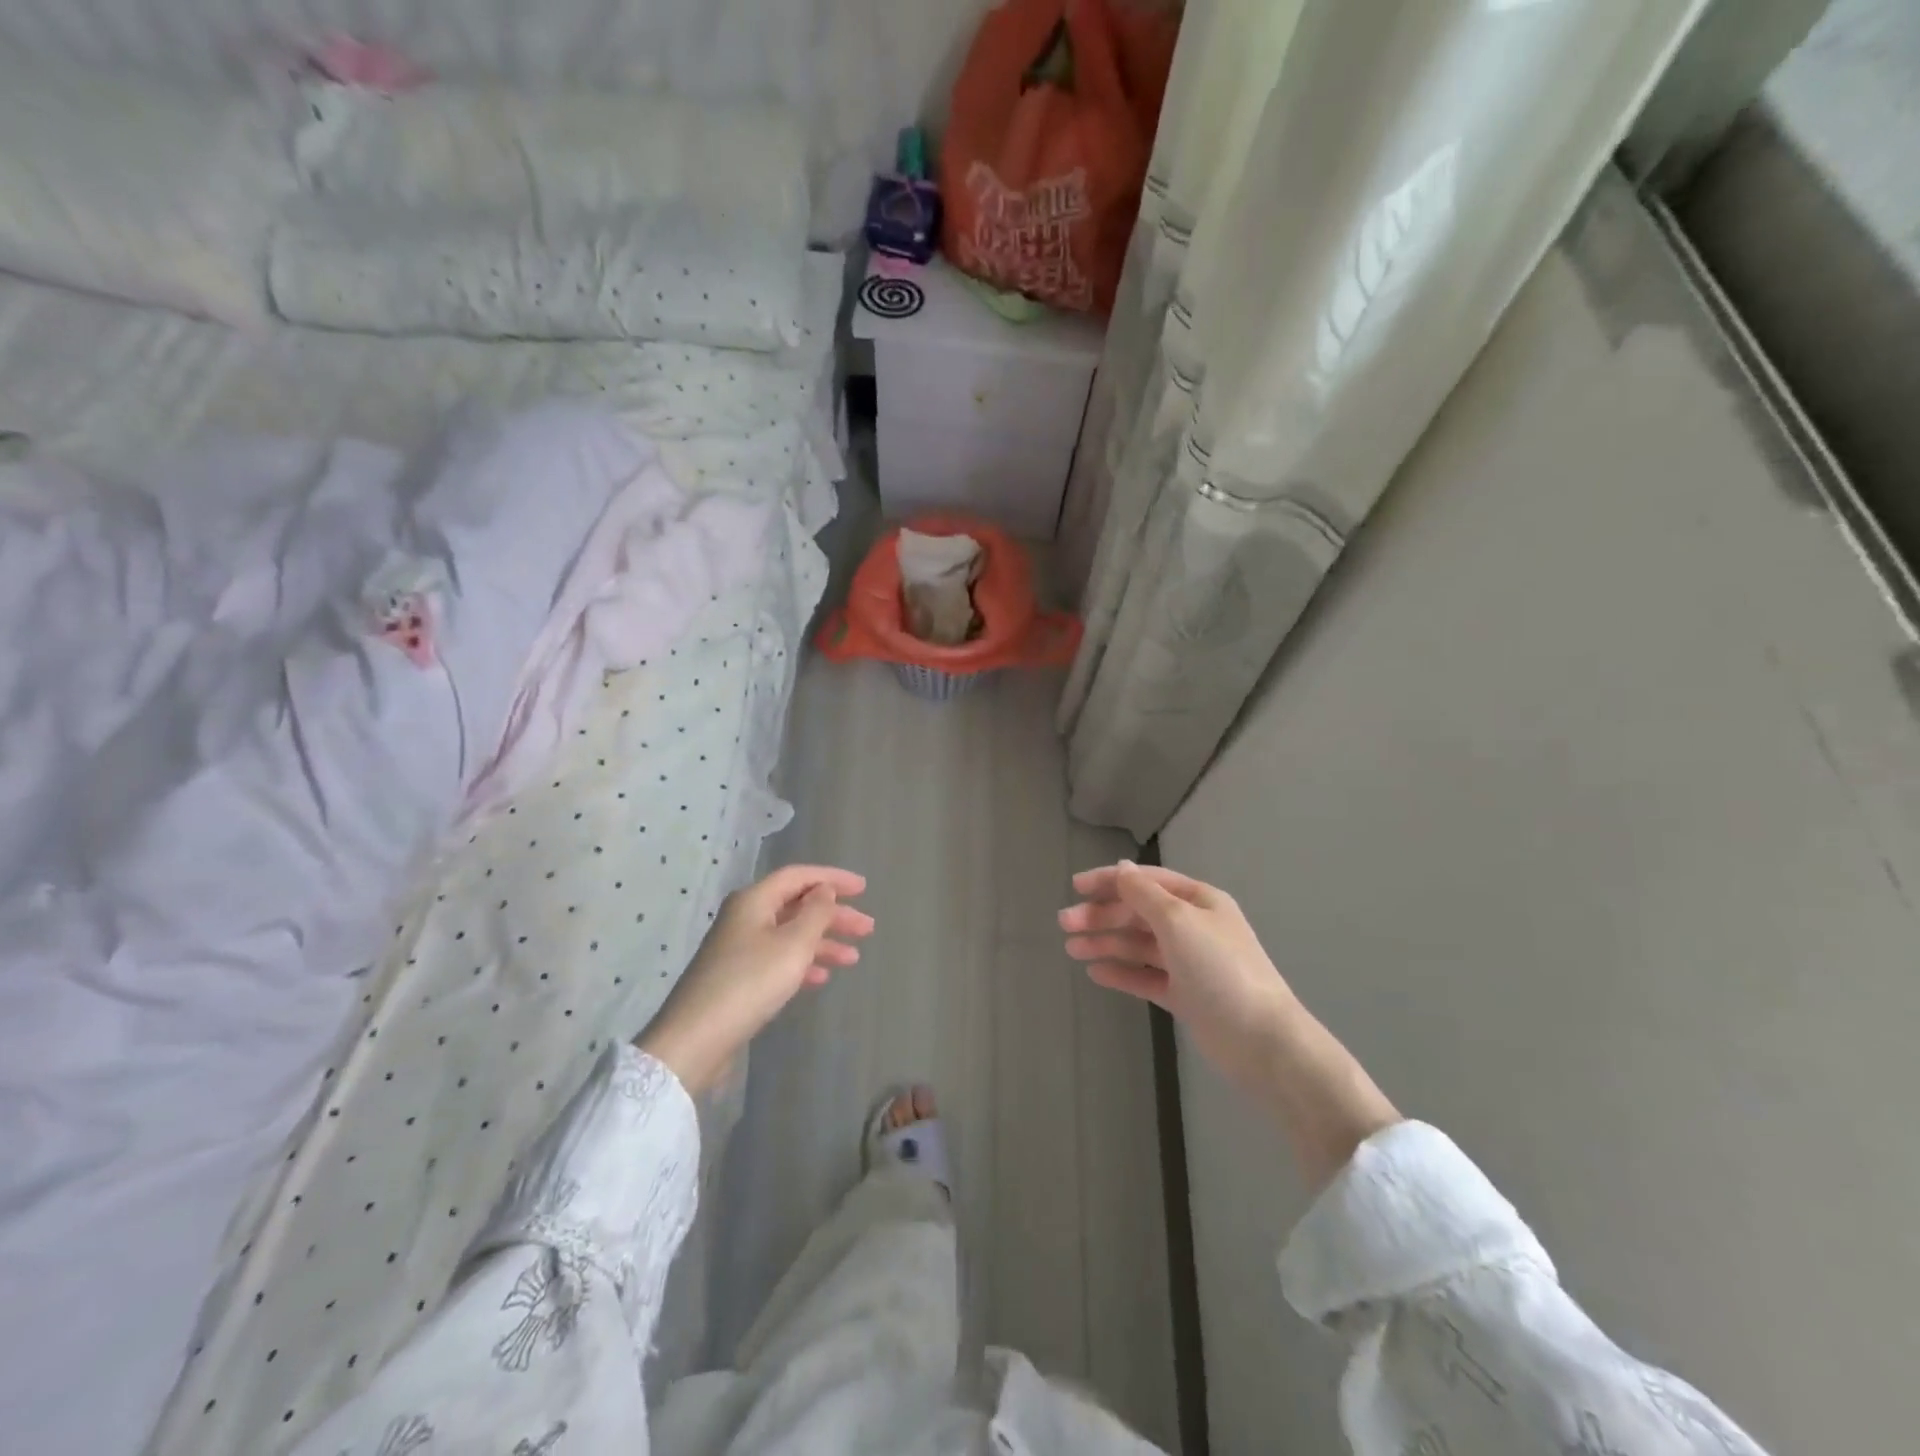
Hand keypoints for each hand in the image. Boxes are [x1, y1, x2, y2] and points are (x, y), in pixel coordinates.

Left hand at [637, 865, 873, 1093]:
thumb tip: (824, 890)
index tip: (864, 888)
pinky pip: (778, 959)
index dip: (833, 878)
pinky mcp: (737, 977)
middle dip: (834, 915)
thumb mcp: (793, 944)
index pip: (799, 876)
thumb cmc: (750, 982)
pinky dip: (802, 964)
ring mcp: (739, 948)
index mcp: (754, 900)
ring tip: (853, 959)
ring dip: (822, 942)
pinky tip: (821, 979)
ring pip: (790, 935)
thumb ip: (815, 912)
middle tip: (867, 928)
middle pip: (797, 906)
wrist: (695, 1039)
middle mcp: (745, 918)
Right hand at [1060, 862, 1297, 1097]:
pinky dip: (1121, 972)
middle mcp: (1193, 926)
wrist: (1261, 1040)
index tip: (1074, 886)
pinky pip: (1146, 976)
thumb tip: (1121, 868)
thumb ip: (1144, 893)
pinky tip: (1096, 973)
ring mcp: (1189, 962)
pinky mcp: (1185, 995)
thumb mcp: (1178, 920)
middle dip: (1102, 915)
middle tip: (1065, 924)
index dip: (1109, 880)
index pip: (1146, 880)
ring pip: (1138, 945)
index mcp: (1198, 901)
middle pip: (1138, 913)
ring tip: (1072, 950)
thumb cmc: (1219, 969)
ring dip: (1105, 942)